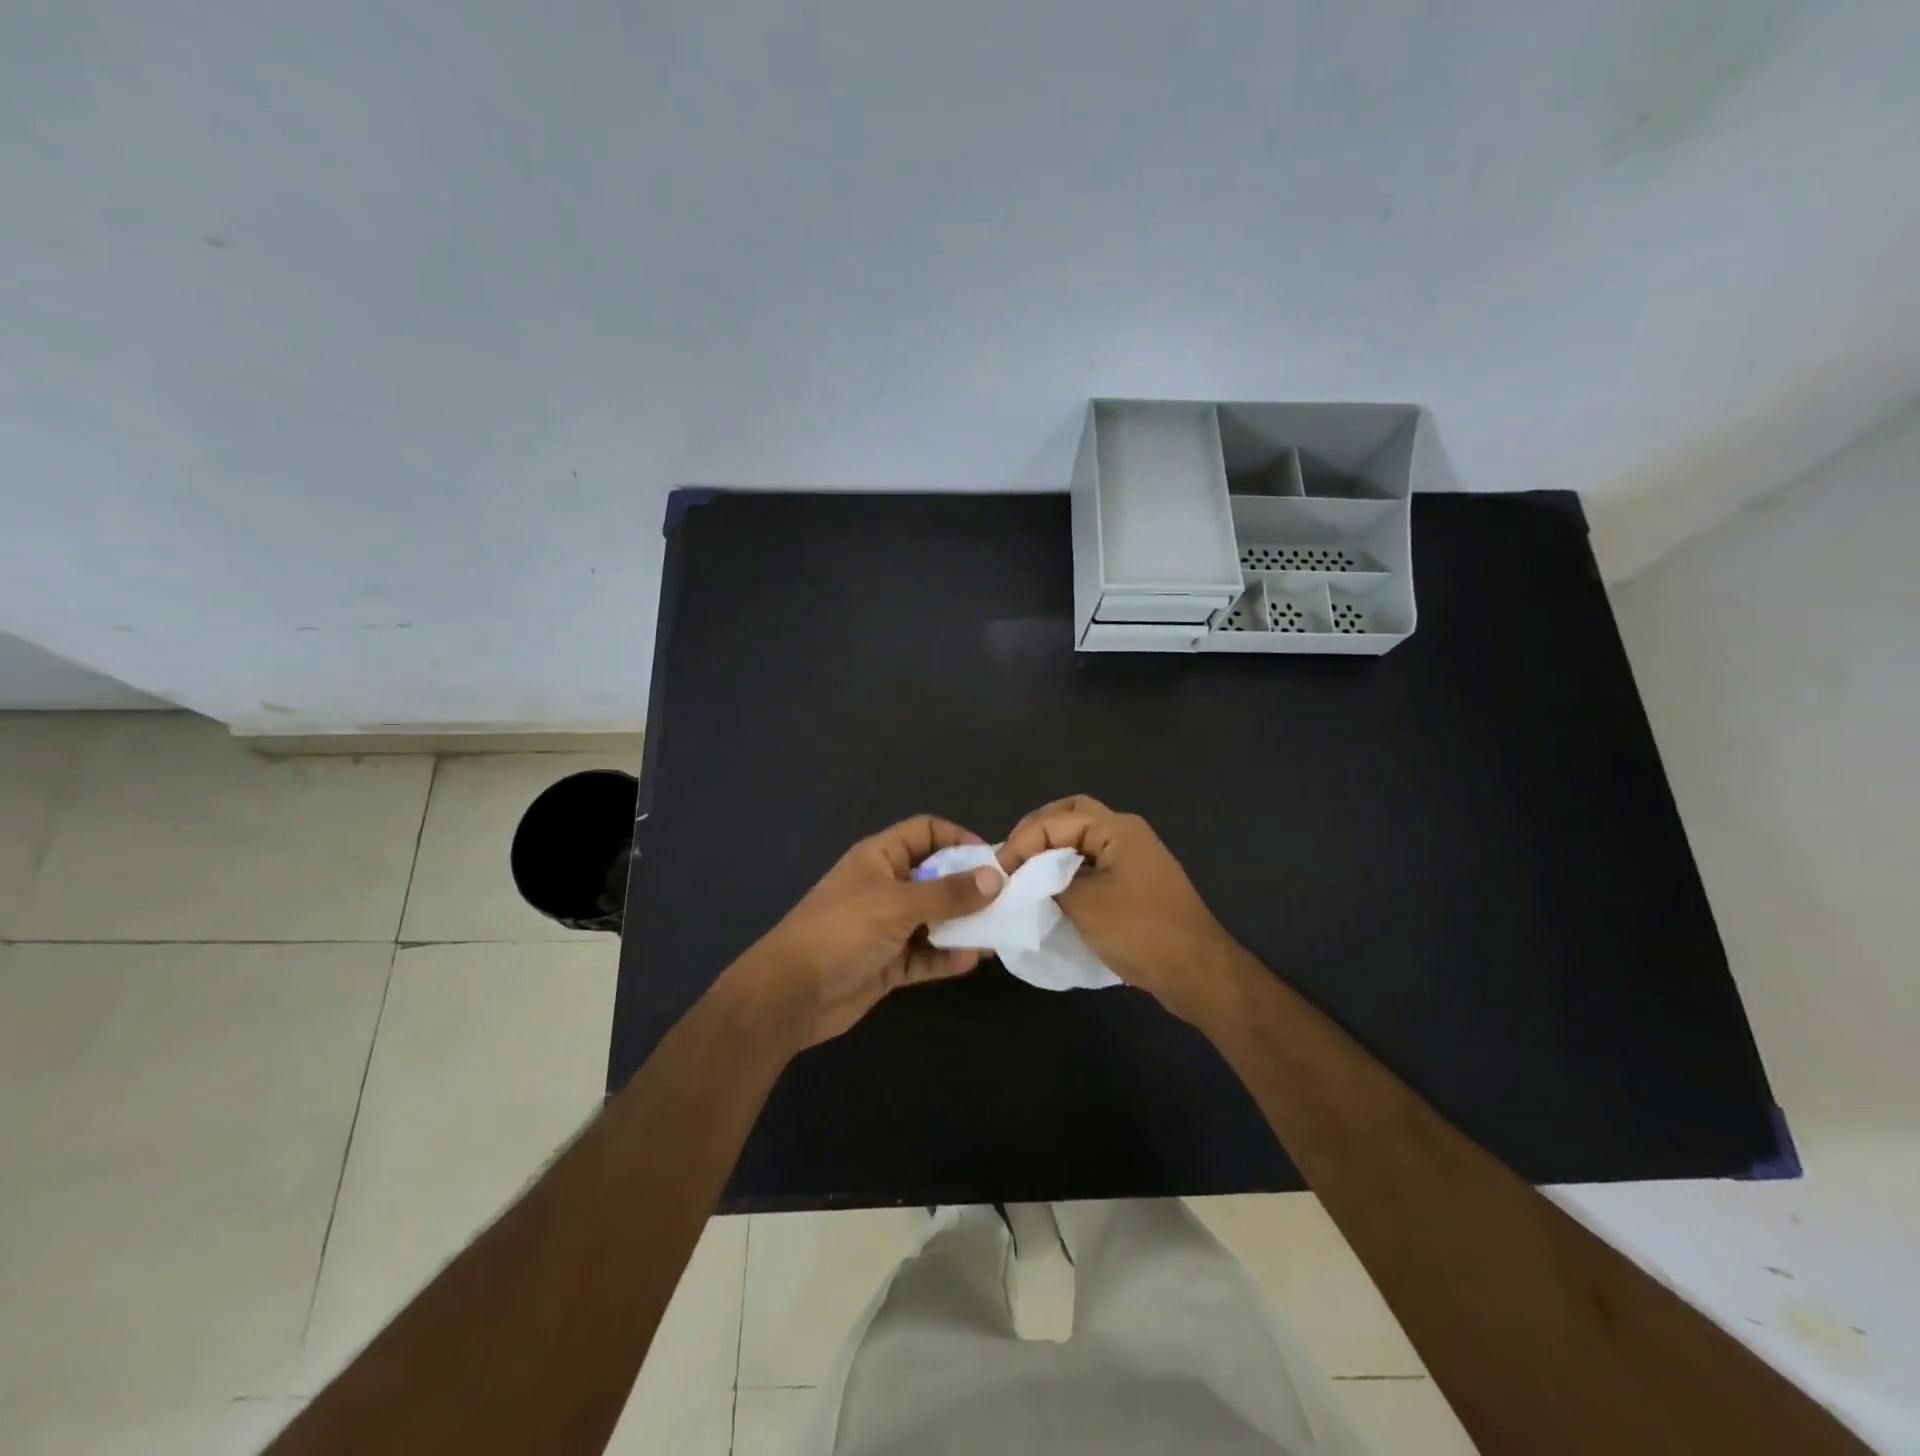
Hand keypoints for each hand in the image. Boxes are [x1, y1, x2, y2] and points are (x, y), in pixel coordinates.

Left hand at [740, 815, 1001, 1047]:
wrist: (791, 994)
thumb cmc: (842, 931)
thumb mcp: (897, 904)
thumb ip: (948, 893)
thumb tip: (995, 877)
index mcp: (880, 858)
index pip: (926, 832)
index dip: (958, 839)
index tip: (990, 861)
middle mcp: (886, 886)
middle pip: (935, 876)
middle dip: (969, 886)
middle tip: (1005, 900)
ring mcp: (886, 926)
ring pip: (934, 918)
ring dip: (962, 925)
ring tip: (995, 933)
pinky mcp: (888, 962)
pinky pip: (924, 954)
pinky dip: (945, 957)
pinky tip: (969, 961)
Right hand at [999, 796, 1236, 1021]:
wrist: (1196, 972)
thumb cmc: (1140, 932)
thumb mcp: (1084, 905)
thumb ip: (1047, 883)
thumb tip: (1024, 878)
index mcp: (1116, 829)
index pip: (1055, 821)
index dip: (1022, 842)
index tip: (999, 872)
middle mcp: (1126, 833)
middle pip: (1071, 815)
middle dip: (1037, 832)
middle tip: (1012, 858)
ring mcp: (1133, 857)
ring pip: (1083, 837)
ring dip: (1052, 848)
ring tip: (1025, 872)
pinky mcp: (1135, 881)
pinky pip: (1093, 860)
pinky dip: (1068, 867)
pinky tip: (1051, 888)